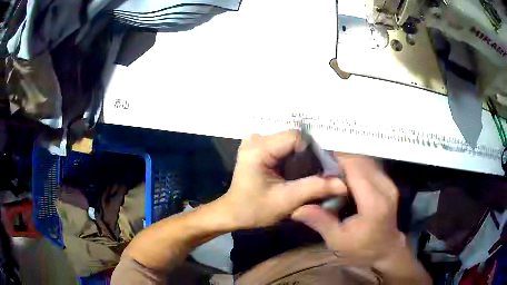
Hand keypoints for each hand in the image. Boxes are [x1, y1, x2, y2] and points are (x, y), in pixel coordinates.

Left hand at [217, 130, 345, 229]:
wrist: (233, 213)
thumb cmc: (254, 209)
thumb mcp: (287, 201)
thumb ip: (315, 188)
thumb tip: (344, 183)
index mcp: (259, 148)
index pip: (296, 137)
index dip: (312, 151)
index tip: (321, 169)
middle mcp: (256, 139)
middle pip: (293, 137)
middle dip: (308, 153)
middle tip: (318, 170)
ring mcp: (255, 141)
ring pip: (289, 140)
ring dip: (301, 154)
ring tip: (309, 170)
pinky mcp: (258, 148)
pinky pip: (282, 144)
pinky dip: (293, 154)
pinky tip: (297, 166)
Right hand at [292, 153, 404, 265]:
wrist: (386, 250)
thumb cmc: (362, 249)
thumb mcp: (338, 240)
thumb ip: (320, 221)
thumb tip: (297, 209)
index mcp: (373, 203)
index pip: (356, 169)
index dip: (338, 159)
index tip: (319, 158)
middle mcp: (384, 188)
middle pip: (361, 161)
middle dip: (341, 159)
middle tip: (322, 165)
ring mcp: (389, 184)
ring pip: (367, 161)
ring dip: (349, 161)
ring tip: (332, 168)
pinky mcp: (389, 184)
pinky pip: (371, 167)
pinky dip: (357, 166)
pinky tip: (346, 175)